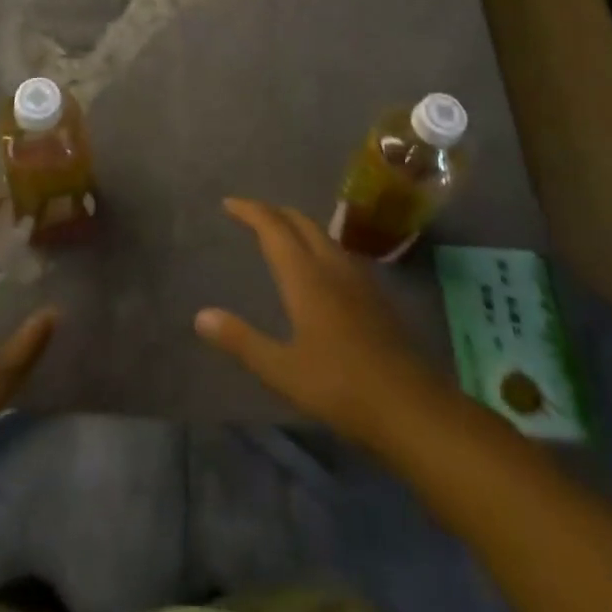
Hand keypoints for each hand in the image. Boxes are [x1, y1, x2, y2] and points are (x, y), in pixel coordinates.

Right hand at [195, 198, 461, 455]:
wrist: (411, 406)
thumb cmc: (340, 387)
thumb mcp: (281, 370)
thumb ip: (241, 340)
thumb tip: (201, 316)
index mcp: (305, 276)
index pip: (273, 228)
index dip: (250, 211)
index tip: (229, 204)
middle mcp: (332, 266)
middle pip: (301, 223)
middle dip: (274, 212)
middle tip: (251, 214)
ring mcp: (359, 279)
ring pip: (324, 235)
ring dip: (298, 226)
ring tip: (281, 234)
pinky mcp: (376, 296)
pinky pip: (340, 253)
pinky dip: (318, 245)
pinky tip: (320, 268)